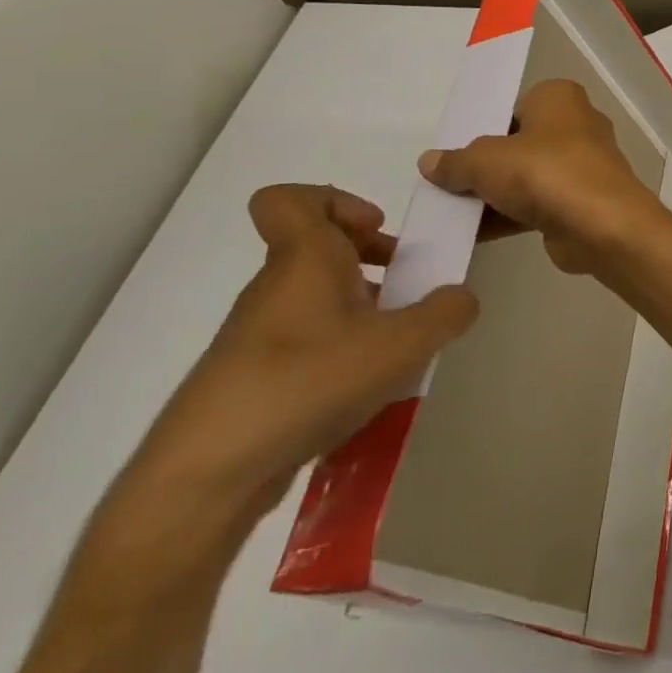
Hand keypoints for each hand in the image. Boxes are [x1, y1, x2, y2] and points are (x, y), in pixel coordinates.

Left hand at [124, 185, 477, 529]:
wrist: (209, 473)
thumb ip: (446, 312)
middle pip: (319, 248)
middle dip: (371, 258)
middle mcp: (277, 287)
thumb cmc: (308, 382)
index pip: (290, 199)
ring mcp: (261, 334)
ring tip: (400, 346)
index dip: (336, 201)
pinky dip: (343, 350)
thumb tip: (462, 297)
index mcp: (304, 260)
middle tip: (409, 287)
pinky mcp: (256, 377)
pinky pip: (309, 341)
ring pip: (318, 298)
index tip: (377, 229)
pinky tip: (368, 388)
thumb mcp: (402, 344)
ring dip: (364, 308)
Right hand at [417, 78, 668, 277]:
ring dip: (495, 195)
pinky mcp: (583, 202)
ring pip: (528, 176)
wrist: (602, 225)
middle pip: (520, 143)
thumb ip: (456, 161)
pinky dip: (510, 216)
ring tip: (450, 213)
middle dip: (487, 164)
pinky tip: (472, 234)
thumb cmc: (545, 172)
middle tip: (448, 182)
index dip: (484, 127)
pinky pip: (538, 205)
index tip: (456, 149)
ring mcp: (584, 166)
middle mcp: (578, 125)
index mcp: (560, 98)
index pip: (515, 106)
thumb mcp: (485, 161)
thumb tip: (430, 162)